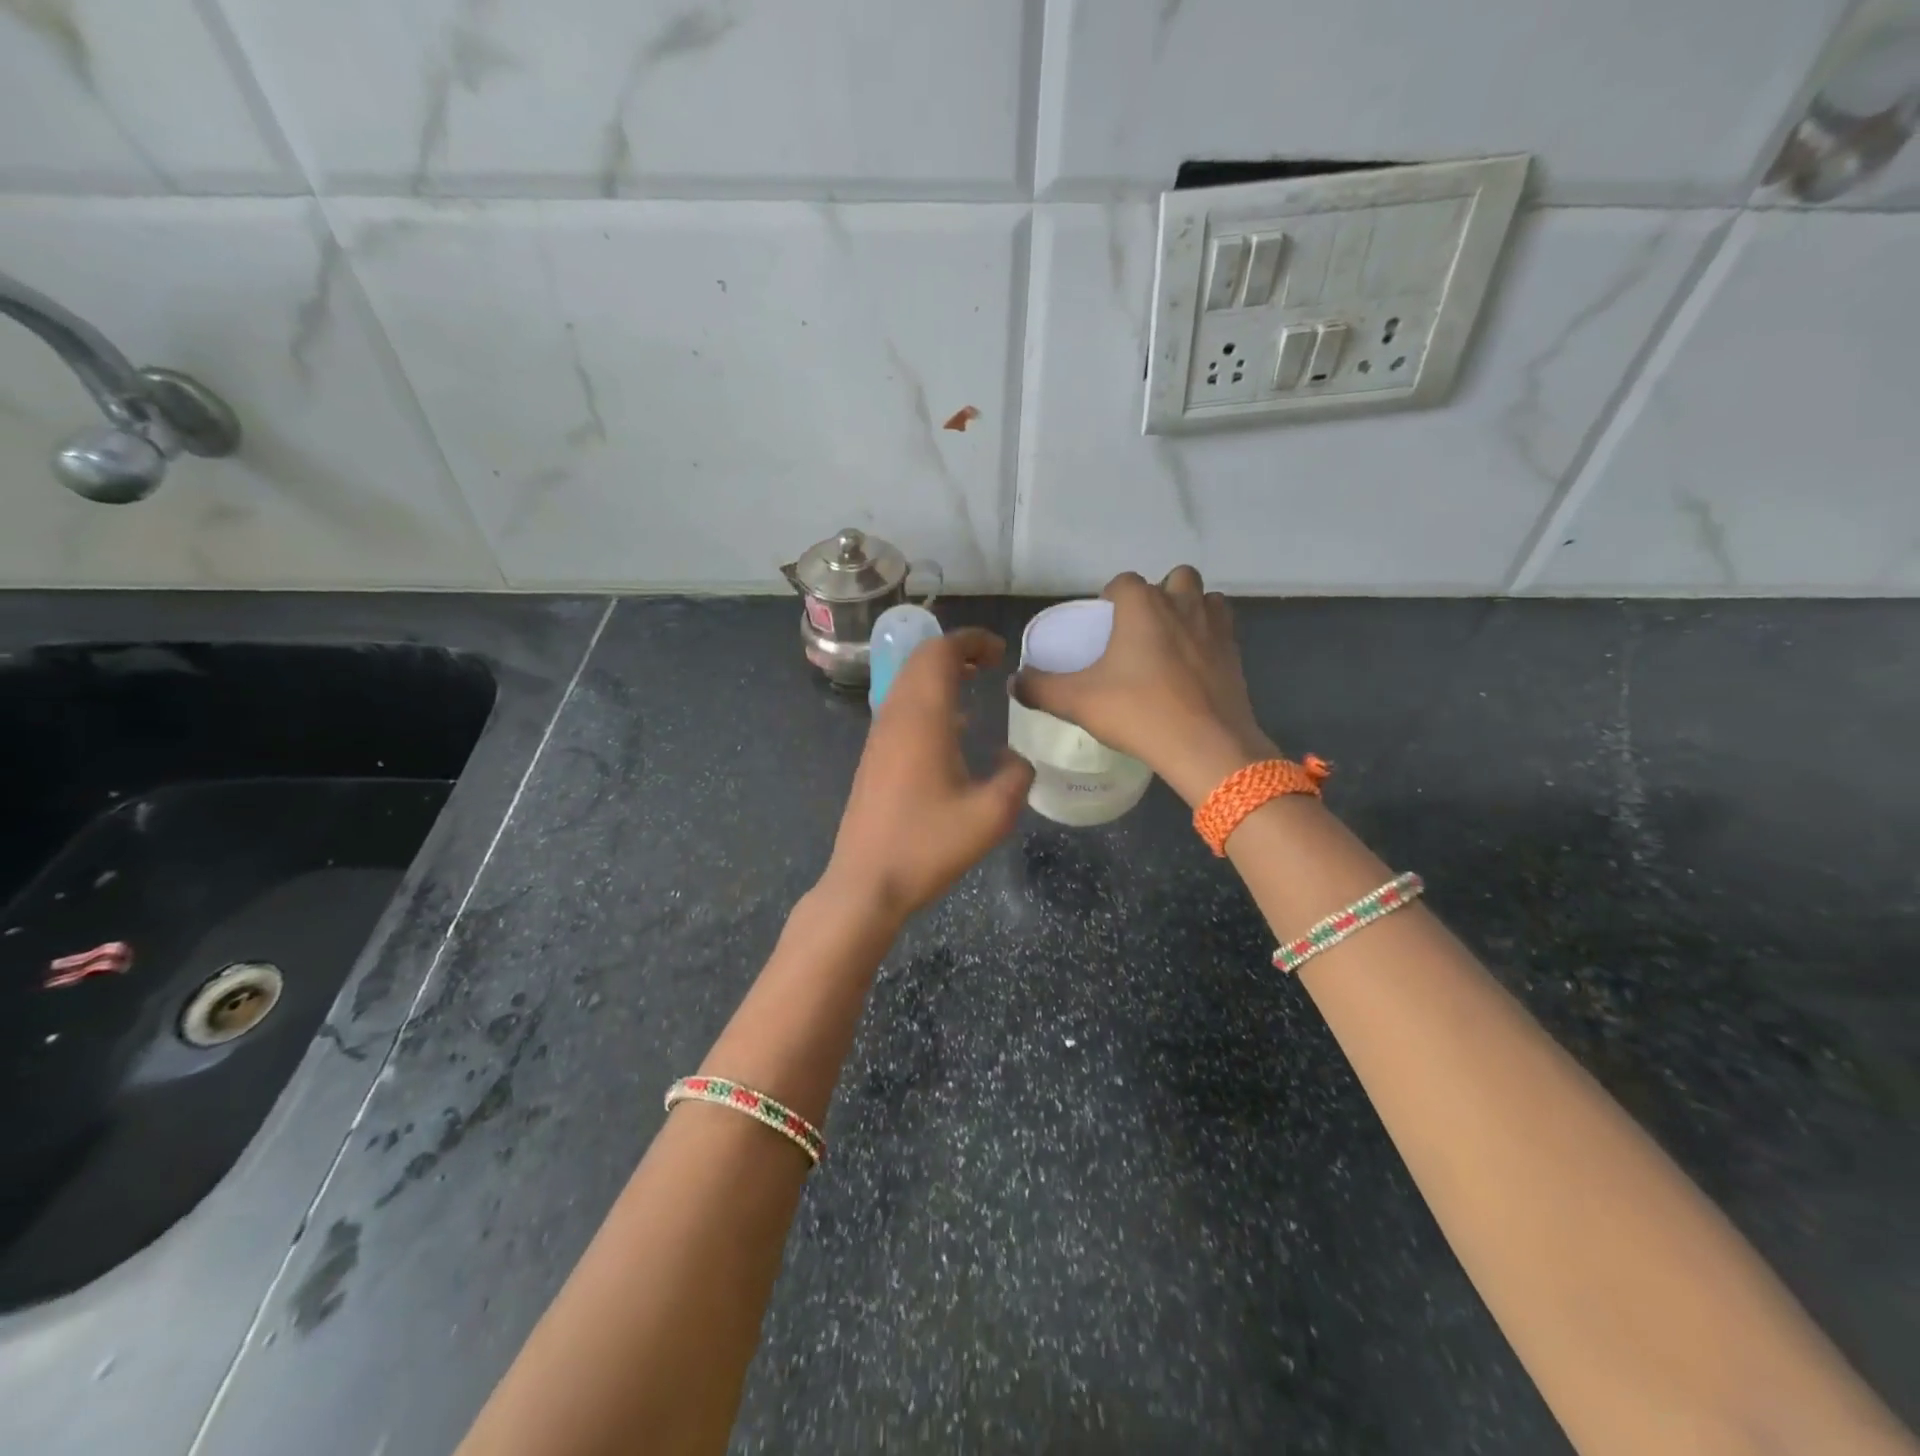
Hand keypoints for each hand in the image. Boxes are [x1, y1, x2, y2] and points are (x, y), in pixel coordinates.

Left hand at [821, 628, 1033, 926]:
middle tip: (991, 663)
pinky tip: (953, 729)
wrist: (867, 883)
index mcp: (922, 718)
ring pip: (907, 683)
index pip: (940, 652)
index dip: (971, 640)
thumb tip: (1016, 757)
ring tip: (975, 686)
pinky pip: (901, 708)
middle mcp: (895, 716)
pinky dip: (928, 700)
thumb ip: (1016, 776)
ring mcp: (879, 737)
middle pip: (920, 661)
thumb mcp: (992, 815)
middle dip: (956, 651)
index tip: (1002, 652)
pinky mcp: (874, 757)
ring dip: (940, 675)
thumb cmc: (929, 845)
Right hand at [1015, 567, 1277, 806]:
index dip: (1110, 598)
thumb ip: (1040, 689)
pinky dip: (1209, 636)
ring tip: (1170, 642)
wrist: (1206, 746)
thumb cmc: (1139, 713)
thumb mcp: (1077, 702)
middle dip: (1158, 595)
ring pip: (1204, 598)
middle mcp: (1182, 604)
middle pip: (1173, 579)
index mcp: (1142, 606)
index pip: (1123, 582)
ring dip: (1189, 609)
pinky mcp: (1235, 654)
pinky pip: (1223, 628)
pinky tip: (1194, 664)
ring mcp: (1215, 627)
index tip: (1102, 625)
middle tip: (1140, 630)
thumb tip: (1014, 683)